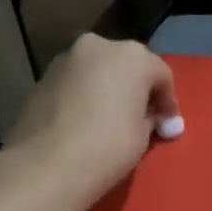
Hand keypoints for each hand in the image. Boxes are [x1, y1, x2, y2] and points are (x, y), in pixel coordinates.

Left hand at [2, 35, 179, 197]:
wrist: (46, 165)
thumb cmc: (108, 146)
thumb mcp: (143, 135)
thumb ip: (150, 117)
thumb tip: (149, 117)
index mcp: (132, 55)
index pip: (161, 74)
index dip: (168, 102)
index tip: (169, 126)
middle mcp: (98, 46)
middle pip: (127, 65)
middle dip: (136, 88)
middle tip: (142, 117)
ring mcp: (66, 58)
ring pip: (98, 70)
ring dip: (108, 89)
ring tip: (110, 119)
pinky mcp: (43, 76)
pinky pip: (76, 82)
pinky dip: (85, 95)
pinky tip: (85, 121)